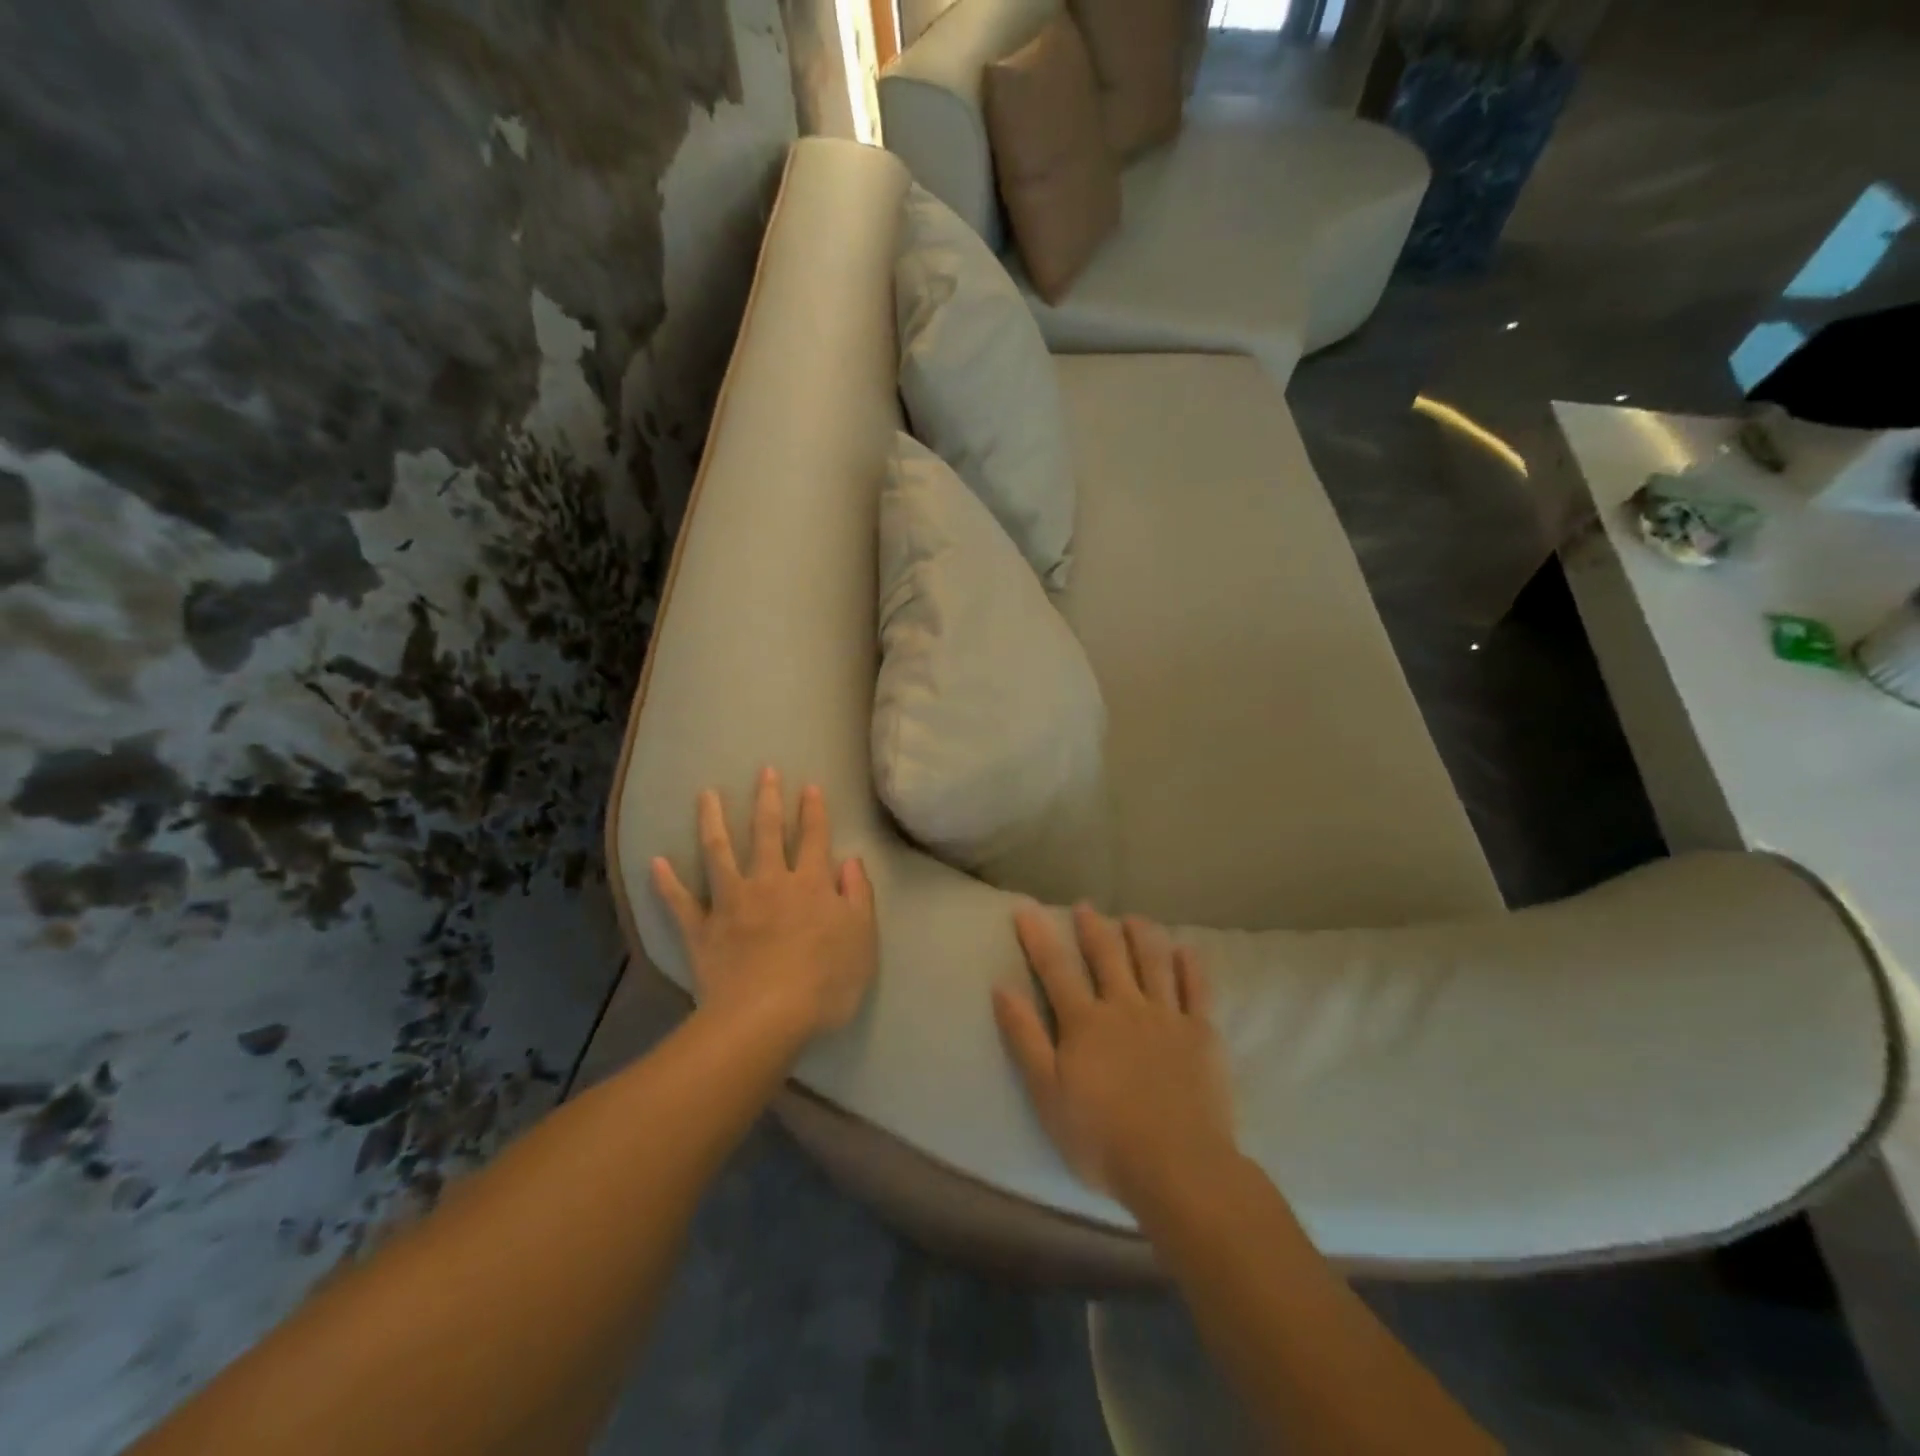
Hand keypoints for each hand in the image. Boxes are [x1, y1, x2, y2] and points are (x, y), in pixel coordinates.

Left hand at [653, 767, 877, 1039]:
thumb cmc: (824, 983)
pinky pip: (681, 902)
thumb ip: (858, 896)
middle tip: (763, 771)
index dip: (814, 811)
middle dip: (767, 800)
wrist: (764, 1019)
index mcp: (811, 885)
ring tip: (706, 795)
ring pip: (720, 853)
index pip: (815, 838)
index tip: (809, 786)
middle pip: (768, 833)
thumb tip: (851, 861)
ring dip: (713, 821)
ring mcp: (731, 903)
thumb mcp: (862, 940)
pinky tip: (656, 862)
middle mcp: (770, 882)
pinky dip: (667, 882)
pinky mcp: (703, 929)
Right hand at [993, 905, 1237, 1209]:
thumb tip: (1002, 987)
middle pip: (1107, 955)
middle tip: (1085, 906)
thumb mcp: (1047, 1094)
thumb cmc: (1102, 1138)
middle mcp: (1125, 1007)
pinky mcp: (1201, 1034)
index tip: (1026, 908)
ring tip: (1133, 918)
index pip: (1055, 968)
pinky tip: (1185, 949)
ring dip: (1141, 935)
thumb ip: (1025, 1038)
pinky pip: (1197, 989)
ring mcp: (1167, 1017)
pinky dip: (1190, 965)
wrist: (1178, 1167)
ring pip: (1153, 962)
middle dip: (1093, 927)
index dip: (1038, 936)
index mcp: (1085, 1022)